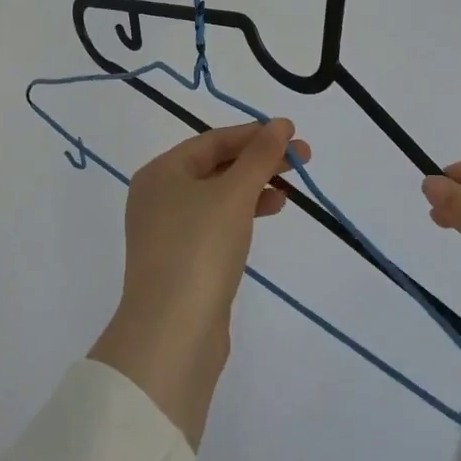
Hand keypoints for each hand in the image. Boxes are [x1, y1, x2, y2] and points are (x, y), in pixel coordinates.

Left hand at [89, 120, 306, 445]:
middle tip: (302, 160)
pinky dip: (243, 214)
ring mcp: (168, 231)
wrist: (172, 336)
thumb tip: (280, 125)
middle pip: (215, 166)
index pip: (213, 140)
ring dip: (254, 187)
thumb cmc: (199, 249)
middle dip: (259, 161)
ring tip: (290, 191)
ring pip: (218, 196)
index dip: (254, 134)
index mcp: (161, 172)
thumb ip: (259, 156)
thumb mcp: (234, 194)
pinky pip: (216, 224)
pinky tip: (269, 214)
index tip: (293, 134)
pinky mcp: (181, 262)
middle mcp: (158, 196)